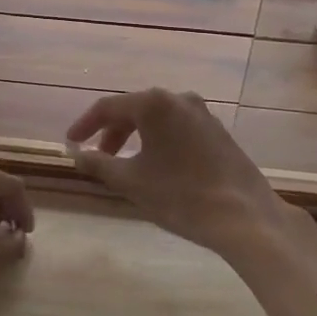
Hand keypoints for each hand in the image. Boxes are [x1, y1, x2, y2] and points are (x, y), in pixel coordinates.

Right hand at [67, 89, 311, 262]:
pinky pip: (177, 128)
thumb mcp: (130, 181)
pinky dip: (158, 141)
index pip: (108, 107)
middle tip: (98, 157)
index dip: (85, 125)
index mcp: (154, 103)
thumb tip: (76, 153)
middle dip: (112, 133)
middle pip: (134, 110)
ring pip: (157, 119)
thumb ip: (98, 163)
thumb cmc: (180, 195)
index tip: (71, 143)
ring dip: (135, 138)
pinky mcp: (218, 131)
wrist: (245, 217)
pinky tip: (156, 166)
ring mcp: (203, 113)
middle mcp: (178, 98)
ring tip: (125, 165)